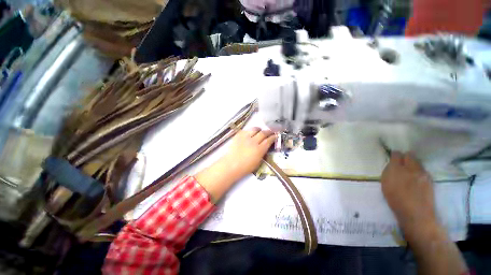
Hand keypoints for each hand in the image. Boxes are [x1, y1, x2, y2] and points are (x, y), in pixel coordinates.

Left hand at [220, 127, 275, 181]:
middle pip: (263, 133)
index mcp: (259, 149)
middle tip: (270, 132)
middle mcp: (253, 141)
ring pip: (254, 129)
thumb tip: (265, 146)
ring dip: (259, 129)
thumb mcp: (258, 162)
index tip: (275, 135)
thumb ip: (262, 153)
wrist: (231, 164)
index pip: (269, 140)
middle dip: (268, 131)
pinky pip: (246, 130)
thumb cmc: (245, 167)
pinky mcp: (238, 135)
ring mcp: (245, 137)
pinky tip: (250, 133)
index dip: (273, 137)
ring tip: (259, 131)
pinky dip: (250, 131)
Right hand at [381, 152, 437, 238]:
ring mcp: (422, 173)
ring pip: (418, 162)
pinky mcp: (429, 179)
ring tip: (410, 171)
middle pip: (409, 155)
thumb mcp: (386, 185)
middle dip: (406, 157)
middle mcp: (410, 168)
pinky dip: (419, 171)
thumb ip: (389, 173)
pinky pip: (423, 170)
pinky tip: (417, 178)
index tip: (394, 157)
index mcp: (395, 169)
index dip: (395, 155)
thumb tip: (392, 166)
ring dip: (413, 164)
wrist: (416, 213)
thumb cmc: (396, 200)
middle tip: (402, 162)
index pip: (396, 155)